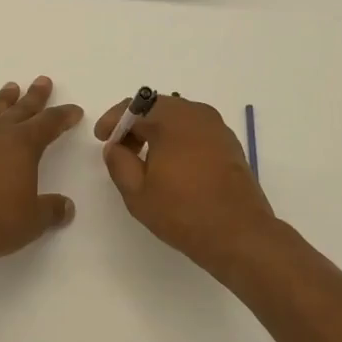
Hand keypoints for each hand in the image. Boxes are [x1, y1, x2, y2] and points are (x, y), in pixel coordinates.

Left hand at [0, 77, 83, 276]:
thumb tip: (66, 207)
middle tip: (43, 80)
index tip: (74, 110)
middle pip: (21, 109)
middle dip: (35, 96)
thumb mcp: (32, 220)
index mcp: (23, 144)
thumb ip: (51, 210)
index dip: (64, 116)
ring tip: (11, 88)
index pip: (49, 123)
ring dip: (5, 101)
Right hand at [94, 95, 279, 277]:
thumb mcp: (137, 192)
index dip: (113, 121)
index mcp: (171, 119)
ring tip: (145, 159)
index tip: (102, 138)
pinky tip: (173, 164)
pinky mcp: (229, 143)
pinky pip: (195, 129)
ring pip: (177, 117)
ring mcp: (217, 127)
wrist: (240, 234)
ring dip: (157, 131)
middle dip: (135, 124)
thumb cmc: (183, 212)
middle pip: (156, 107)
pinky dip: (178, 138)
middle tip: (121, 149)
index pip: (133, 107)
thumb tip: (115, 146)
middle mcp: (196, 113)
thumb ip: (119, 162)